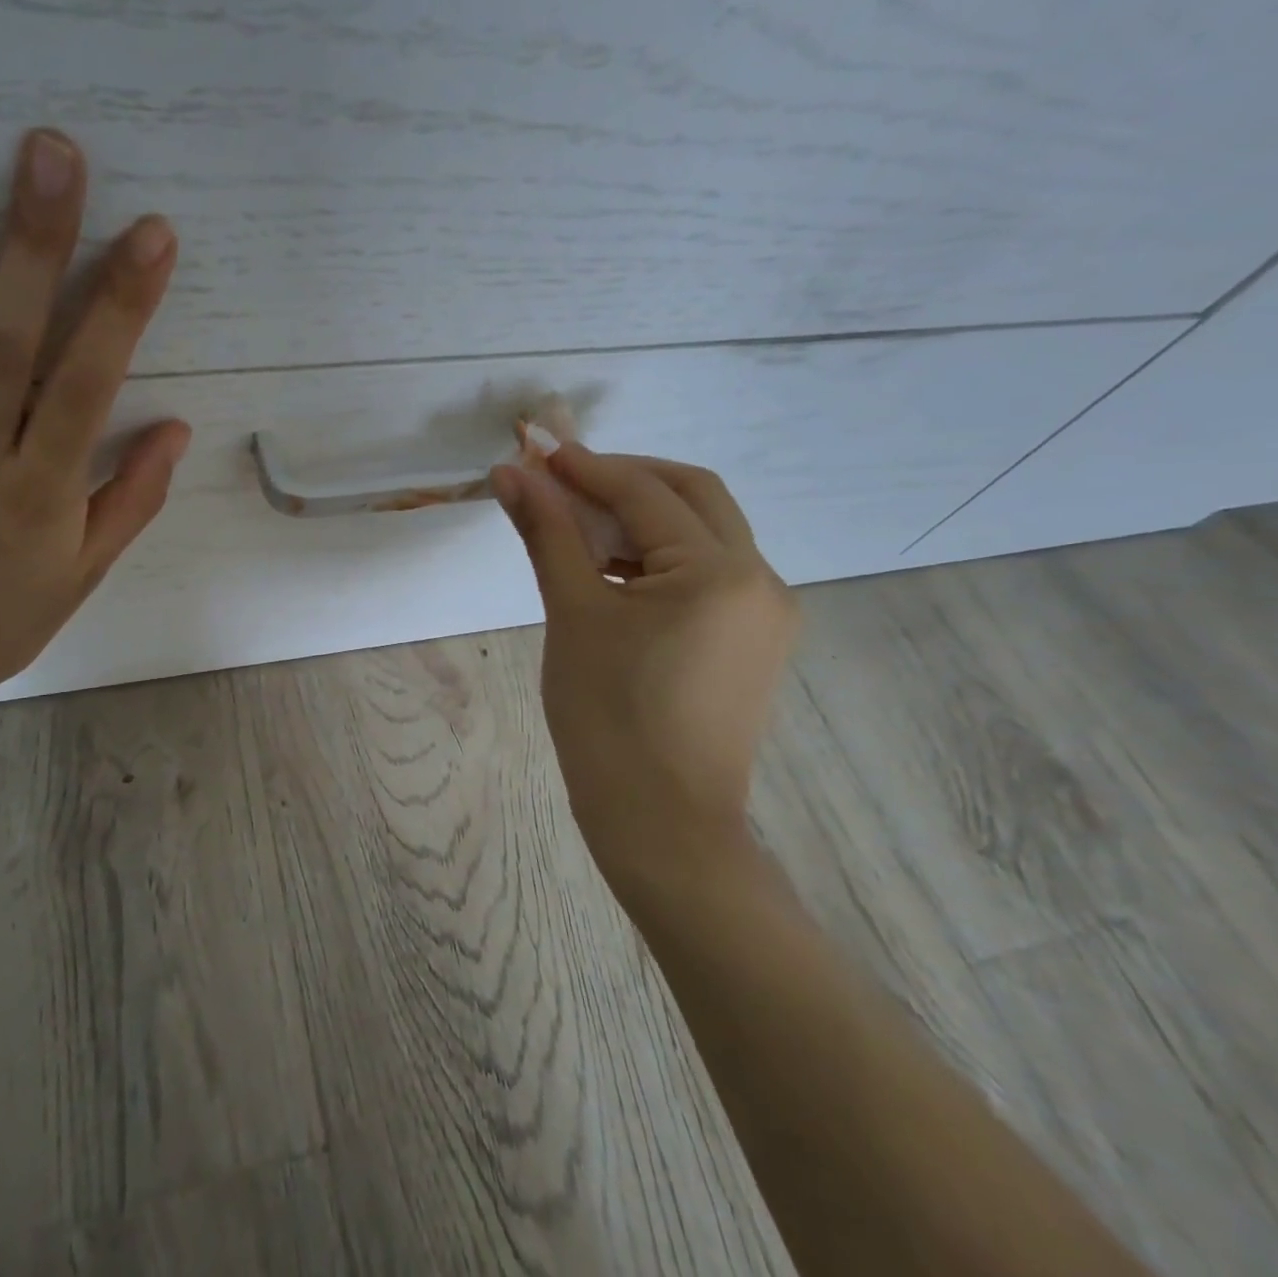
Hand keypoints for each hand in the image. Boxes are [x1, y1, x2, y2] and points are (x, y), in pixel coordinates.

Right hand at [491, 447, 797, 889]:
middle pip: (691, 495)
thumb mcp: (572, 615)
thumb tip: (511, 473)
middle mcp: (760, 579)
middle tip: (563, 481)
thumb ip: (547, 534)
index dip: (585, 466)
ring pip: (703, 533)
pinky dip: (660, 557)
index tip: (535, 452)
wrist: (661, 825)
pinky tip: (615, 573)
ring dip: (643, 516)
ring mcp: (766, 612)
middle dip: (625, 477)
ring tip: (579, 529)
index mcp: (719, 571)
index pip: (645, 492)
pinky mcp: (755, 641)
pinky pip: (709, 573)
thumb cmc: (607, 719)